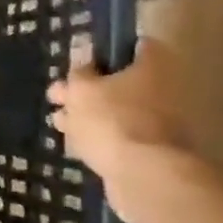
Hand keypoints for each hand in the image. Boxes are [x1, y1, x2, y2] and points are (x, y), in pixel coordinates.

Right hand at [48, 39, 188, 211]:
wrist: (143, 177)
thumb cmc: (111, 120)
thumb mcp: (82, 89)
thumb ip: (79, 72)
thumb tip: (83, 54)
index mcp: (152, 67)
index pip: (135, 46)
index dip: (108, 49)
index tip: (82, 60)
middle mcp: (164, 91)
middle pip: (122, 82)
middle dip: (88, 89)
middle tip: (59, 95)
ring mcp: (160, 124)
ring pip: (118, 111)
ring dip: (89, 115)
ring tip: (59, 122)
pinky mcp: (151, 151)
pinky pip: (121, 137)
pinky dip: (100, 138)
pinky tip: (75, 143)